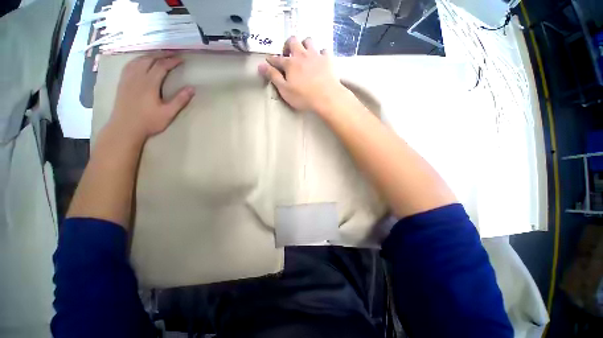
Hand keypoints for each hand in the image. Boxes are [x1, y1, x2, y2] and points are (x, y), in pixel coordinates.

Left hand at [108, 52, 194, 142]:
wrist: (125, 127)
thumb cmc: (149, 122)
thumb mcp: (168, 113)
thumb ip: (180, 100)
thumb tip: (192, 88)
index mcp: (149, 84)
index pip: (161, 67)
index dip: (172, 61)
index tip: (181, 59)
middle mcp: (137, 77)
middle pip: (149, 60)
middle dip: (161, 55)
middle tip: (171, 54)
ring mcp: (128, 79)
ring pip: (138, 60)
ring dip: (149, 56)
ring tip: (158, 55)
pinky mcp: (122, 82)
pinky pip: (129, 65)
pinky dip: (137, 60)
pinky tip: (140, 61)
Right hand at [258, 37, 347, 112]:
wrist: (326, 97)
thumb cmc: (303, 97)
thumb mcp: (285, 90)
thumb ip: (273, 77)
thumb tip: (260, 66)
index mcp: (290, 64)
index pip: (277, 59)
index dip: (271, 60)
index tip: (269, 61)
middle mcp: (301, 55)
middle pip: (292, 41)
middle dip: (288, 45)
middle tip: (288, 55)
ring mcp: (315, 55)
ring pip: (308, 41)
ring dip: (304, 45)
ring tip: (304, 54)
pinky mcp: (327, 59)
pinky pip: (323, 50)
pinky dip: (320, 53)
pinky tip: (319, 60)